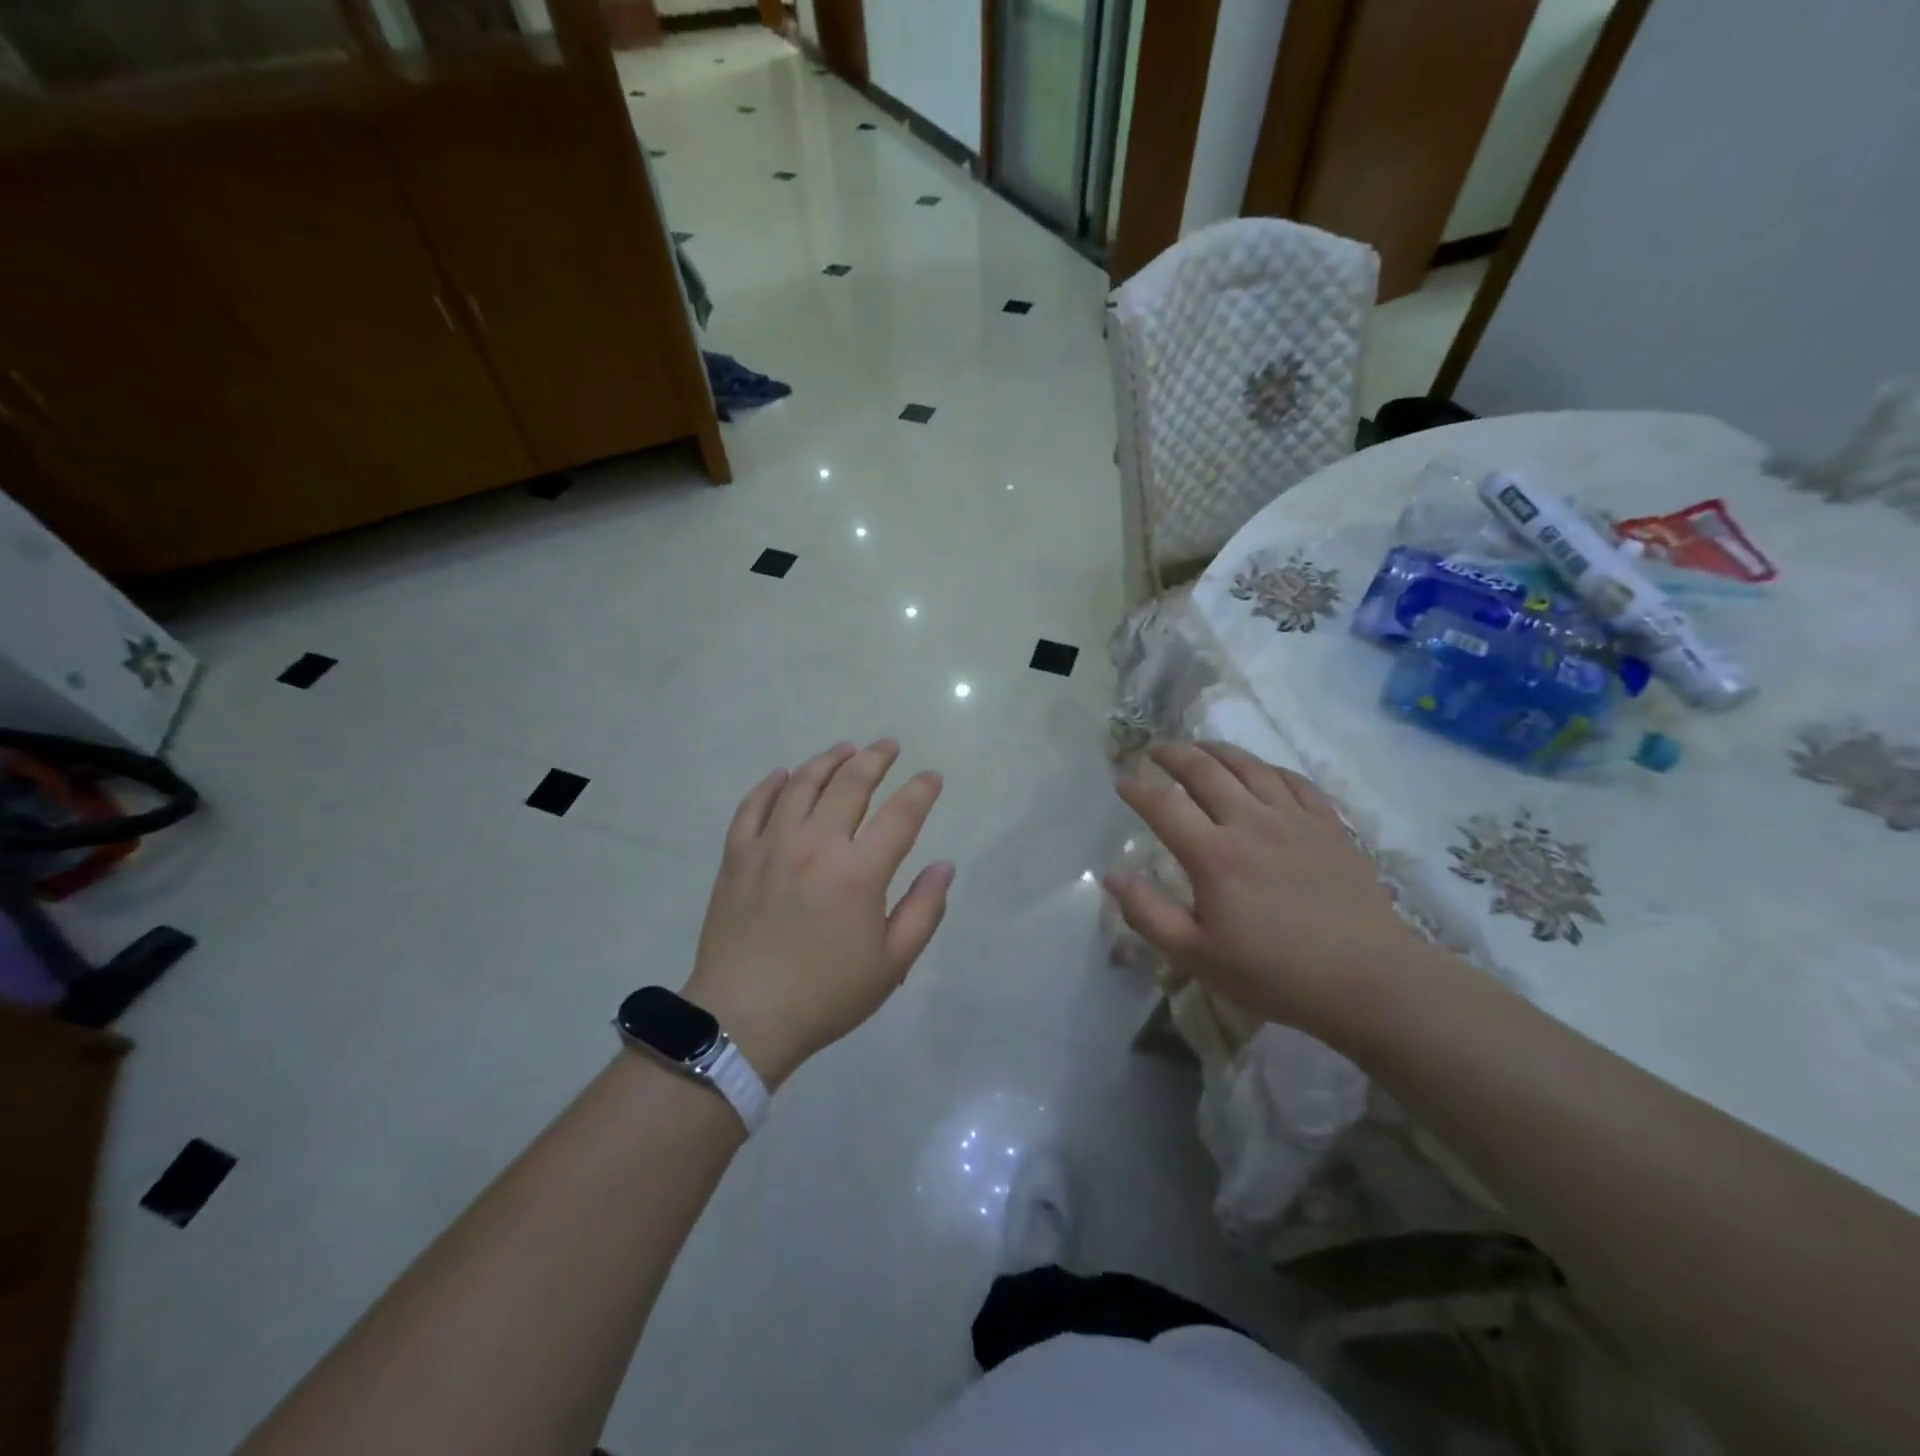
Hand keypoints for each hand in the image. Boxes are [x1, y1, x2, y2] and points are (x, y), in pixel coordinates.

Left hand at [684, 740, 952, 1087]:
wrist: (743, 1018)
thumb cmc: (825, 995)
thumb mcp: (892, 964)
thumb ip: (924, 910)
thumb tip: (943, 866)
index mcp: (859, 872)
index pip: (900, 814)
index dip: (921, 790)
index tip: (931, 778)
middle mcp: (816, 845)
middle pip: (850, 784)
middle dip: (875, 759)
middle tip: (889, 746)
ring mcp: (771, 845)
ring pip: (802, 784)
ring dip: (828, 760)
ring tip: (846, 749)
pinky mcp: (737, 856)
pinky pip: (753, 806)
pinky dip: (770, 784)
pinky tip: (784, 774)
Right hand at [1106, 741, 1429, 1040]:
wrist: (1368, 979)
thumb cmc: (1274, 973)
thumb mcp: (1197, 956)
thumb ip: (1149, 914)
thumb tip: (1112, 875)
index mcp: (1214, 855)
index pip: (1164, 805)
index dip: (1137, 789)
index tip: (1121, 782)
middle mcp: (1251, 823)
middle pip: (1205, 771)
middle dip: (1173, 755)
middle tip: (1155, 750)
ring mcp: (1294, 819)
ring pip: (1250, 767)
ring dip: (1217, 751)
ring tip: (1199, 747)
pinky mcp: (1329, 826)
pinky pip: (1294, 781)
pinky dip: (1268, 768)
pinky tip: (1260, 770)